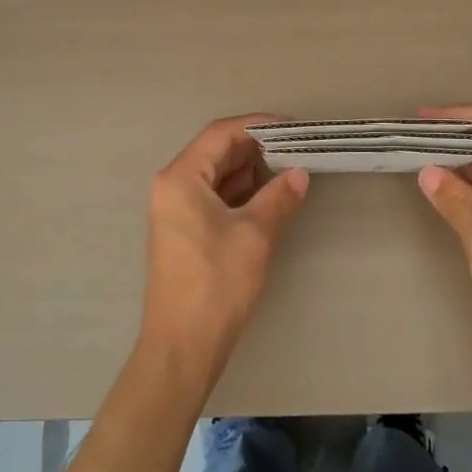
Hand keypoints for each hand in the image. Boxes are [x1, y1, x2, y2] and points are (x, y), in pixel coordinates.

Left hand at [141, 115, 309, 382]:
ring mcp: (175, 211)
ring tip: (289, 173)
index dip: (258, 126)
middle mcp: (172, 187)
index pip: (221, 133)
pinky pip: (213, 198)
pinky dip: (240, 194)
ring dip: (250, 172)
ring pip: (216, 176)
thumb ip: (279, 197)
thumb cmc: (216, 284)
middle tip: (297, 151)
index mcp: (181, 178)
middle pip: (216, 152)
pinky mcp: (183, 232)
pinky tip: (269, 199)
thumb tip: (300, 173)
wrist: (182, 346)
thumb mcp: (255, 235)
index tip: (294, 128)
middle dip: (257, 149)